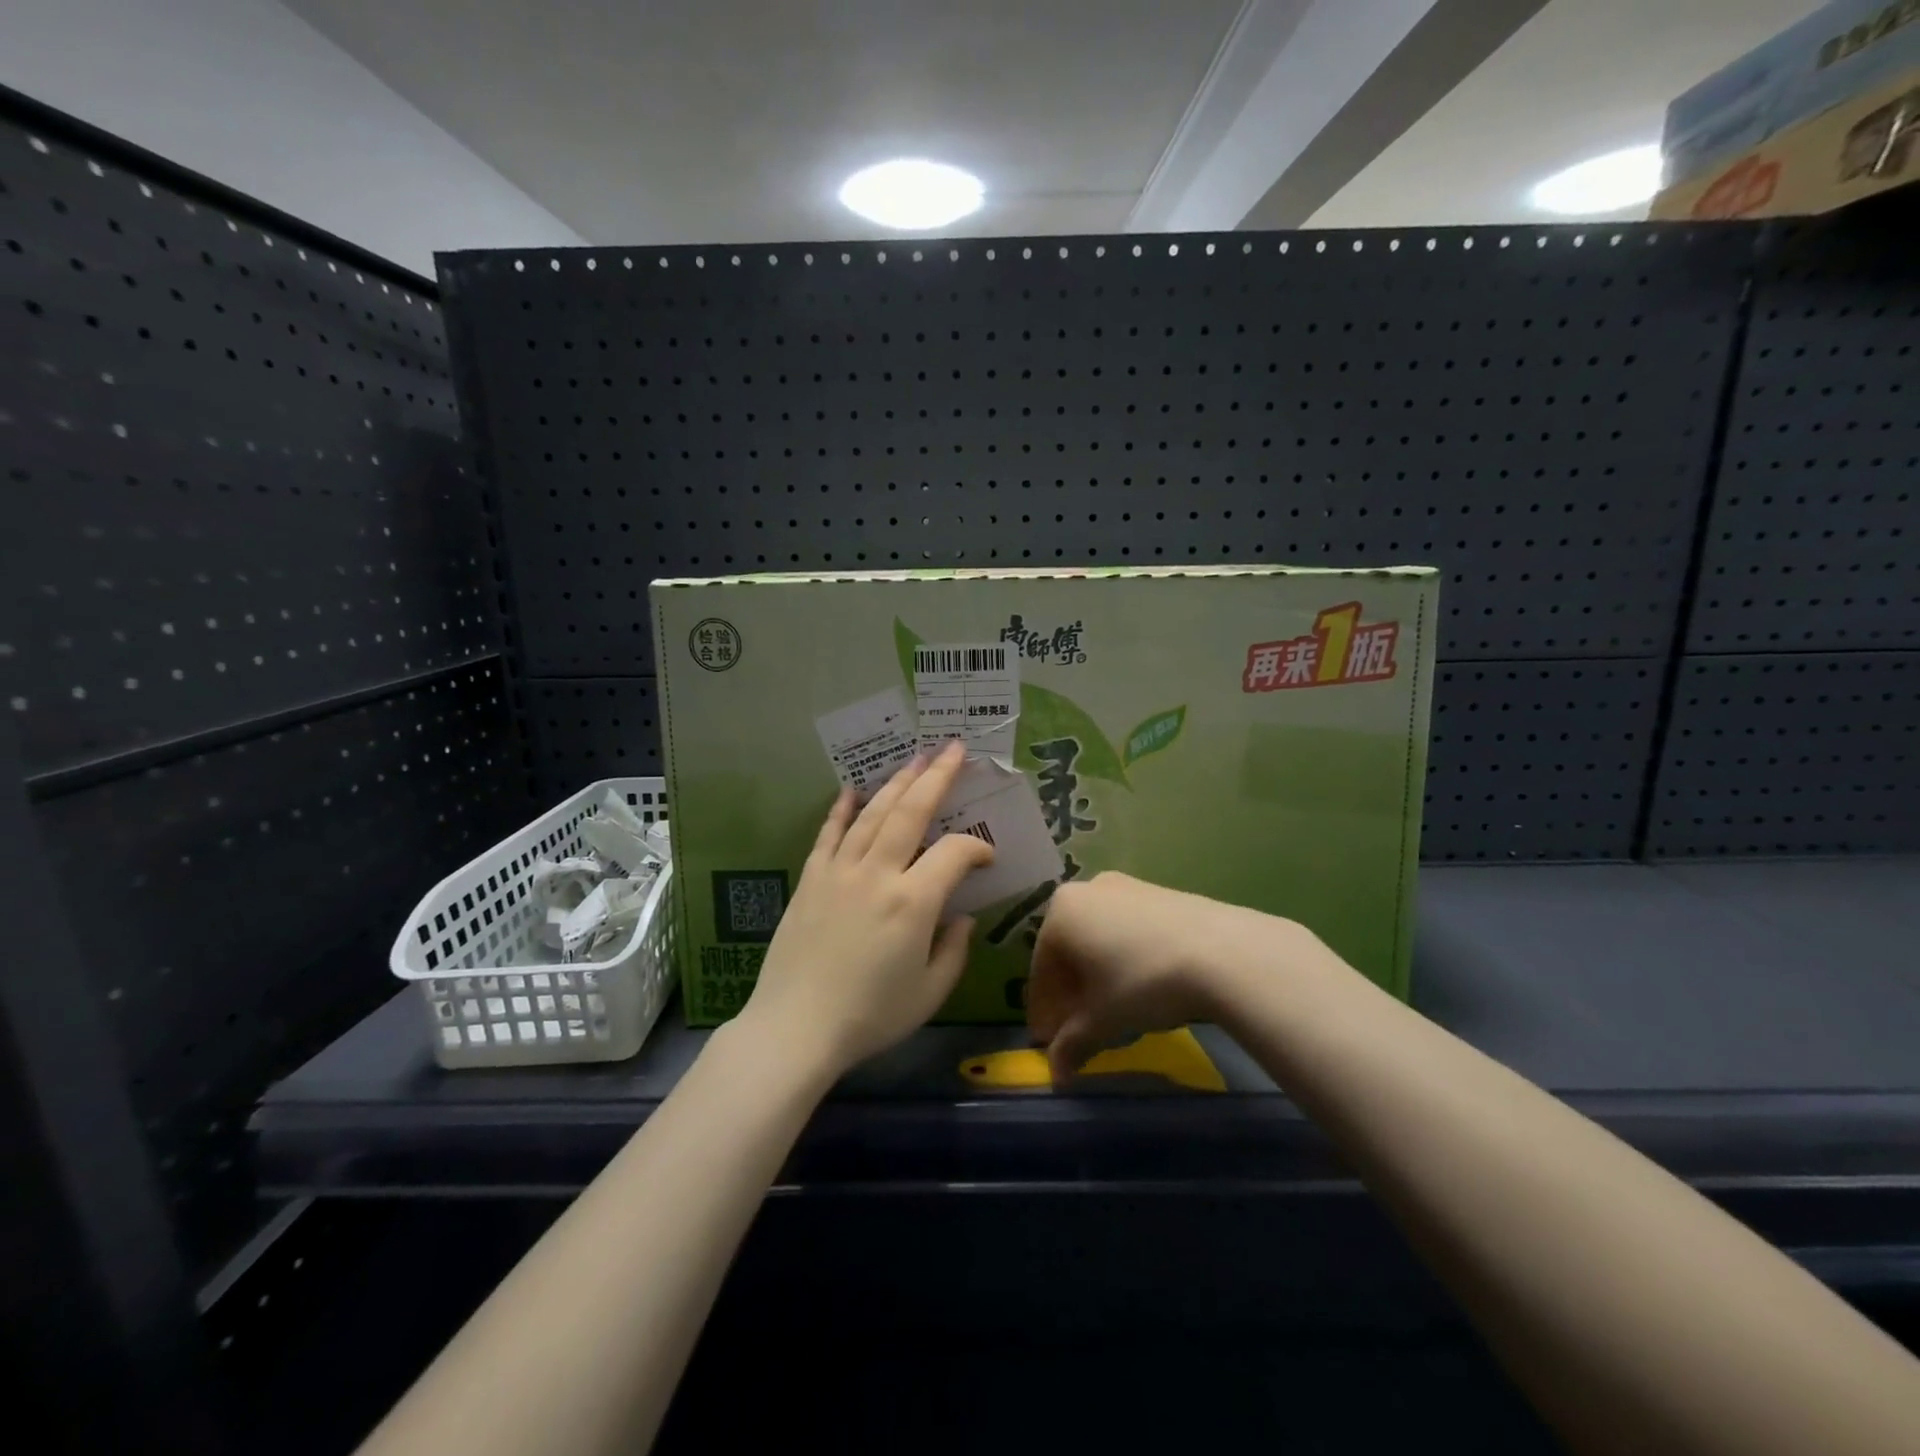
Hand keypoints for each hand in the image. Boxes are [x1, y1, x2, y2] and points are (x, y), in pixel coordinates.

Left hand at [738, 741, 993, 1079]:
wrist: (794, 1029)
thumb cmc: (870, 1016)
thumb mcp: (929, 993)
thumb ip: (954, 950)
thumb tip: (961, 917)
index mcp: (913, 902)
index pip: (955, 853)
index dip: (978, 848)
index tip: (987, 857)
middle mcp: (877, 874)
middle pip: (911, 812)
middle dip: (937, 777)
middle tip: (953, 749)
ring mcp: (839, 872)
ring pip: (872, 814)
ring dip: (896, 783)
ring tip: (916, 759)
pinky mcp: (811, 879)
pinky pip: (829, 834)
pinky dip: (842, 809)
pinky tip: (852, 789)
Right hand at [1027, 872, 1298, 1086]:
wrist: (1222, 952)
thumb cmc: (1143, 982)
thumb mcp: (1103, 1019)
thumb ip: (1072, 1044)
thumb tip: (1056, 1073)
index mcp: (1060, 913)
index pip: (1041, 970)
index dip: (1044, 1011)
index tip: (1049, 1043)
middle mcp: (1087, 890)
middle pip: (1069, 951)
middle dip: (1070, 993)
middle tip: (1077, 1030)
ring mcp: (1126, 887)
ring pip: (1098, 939)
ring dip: (1097, 976)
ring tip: (1112, 1012)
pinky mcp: (1159, 893)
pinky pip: (1126, 929)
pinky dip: (1123, 958)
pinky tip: (1140, 986)